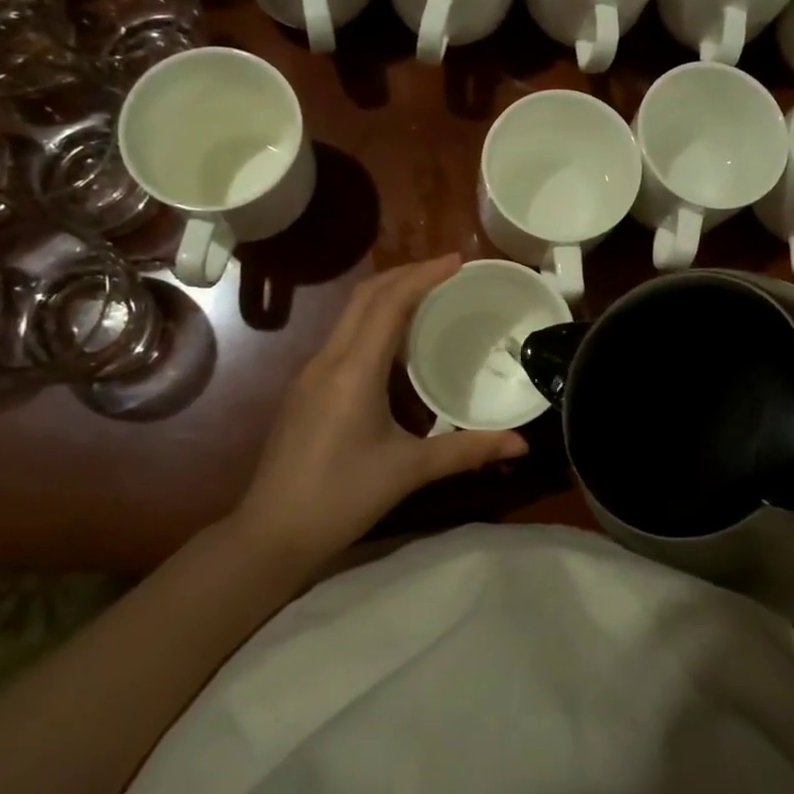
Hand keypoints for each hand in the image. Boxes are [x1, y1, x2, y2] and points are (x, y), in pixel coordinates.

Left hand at [233, 255, 527, 564]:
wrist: (271, 533)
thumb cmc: (341, 498)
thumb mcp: (409, 471)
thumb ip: (467, 450)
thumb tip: (522, 442)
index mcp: (354, 370)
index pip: (389, 303)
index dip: (424, 275)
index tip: (458, 261)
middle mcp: (328, 359)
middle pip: (365, 296)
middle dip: (406, 274)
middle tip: (448, 271)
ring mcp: (311, 372)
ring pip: (351, 314)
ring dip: (388, 295)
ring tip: (429, 296)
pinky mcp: (306, 389)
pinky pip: (344, 337)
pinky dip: (374, 322)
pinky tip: (397, 345)